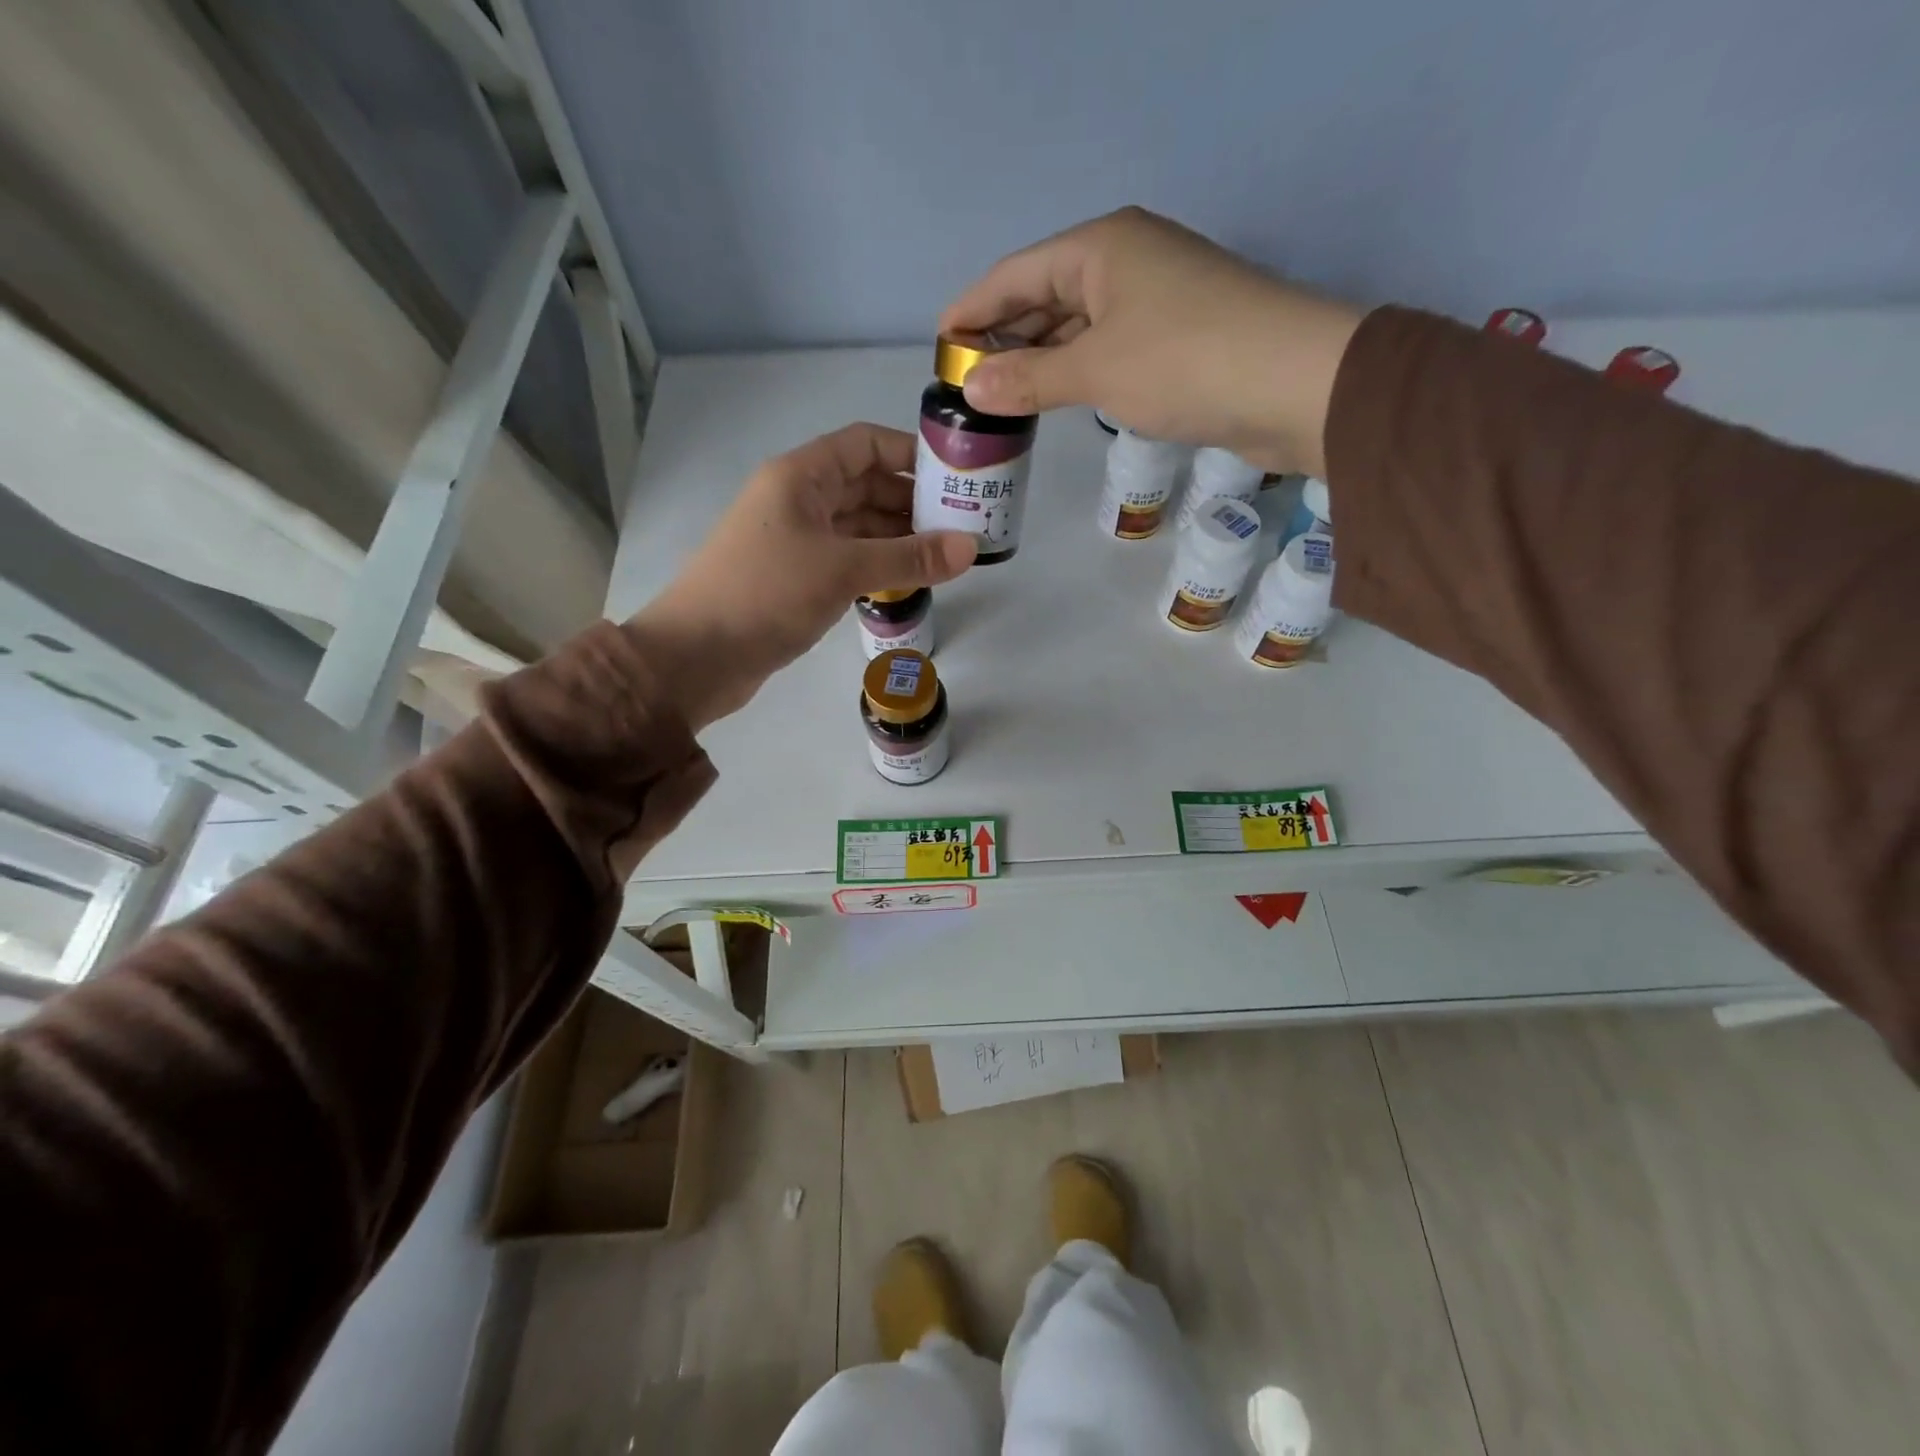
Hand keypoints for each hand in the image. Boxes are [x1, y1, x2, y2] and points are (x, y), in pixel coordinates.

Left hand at [626, 423, 975, 728]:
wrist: (697, 657)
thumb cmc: (767, 594)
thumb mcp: (843, 569)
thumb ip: (909, 557)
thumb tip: (970, 548)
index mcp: (800, 476)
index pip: (864, 444)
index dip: (910, 453)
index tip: (955, 476)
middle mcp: (797, 500)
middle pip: (864, 485)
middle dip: (912, 501)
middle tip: (963, 523)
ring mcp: (795, 540)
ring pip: (857, 526)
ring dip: (898, 537)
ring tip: (946, 555)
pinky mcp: (794, 578)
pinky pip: (846, 559)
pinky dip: (877, 565)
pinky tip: (910, 581)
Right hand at [940, 207, 1362, 477]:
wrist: (1293, 383)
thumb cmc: (1184, 361)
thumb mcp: (1096, 369)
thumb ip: (1029, 379)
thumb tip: (972, 389)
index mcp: (1101, 247)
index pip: (1015, 274)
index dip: (973, 309)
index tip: (940, 345)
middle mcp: (1126, 260)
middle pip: (1046, 295)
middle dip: (1005, 337)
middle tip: (967, 382)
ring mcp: (1154, 297)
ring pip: (1078, 324)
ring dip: (1041, 358)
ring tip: (1001, 396)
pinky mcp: (1176, 336)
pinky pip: (1106, 347)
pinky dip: (1076, 371)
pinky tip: (1057, 396)